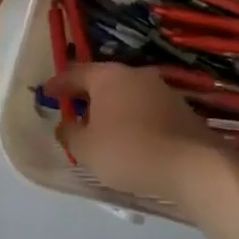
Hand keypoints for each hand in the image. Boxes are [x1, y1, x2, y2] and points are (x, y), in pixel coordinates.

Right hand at [42, 63, 238, 213]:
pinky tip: (130, 138)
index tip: (46, 92)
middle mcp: (135, 74)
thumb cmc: (128, 150)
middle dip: (87, 95)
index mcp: (108, 76)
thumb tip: (66, 125)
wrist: (192, 164)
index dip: (58, 84)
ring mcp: (162, 90)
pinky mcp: (181, 109)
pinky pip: (146, 110)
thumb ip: (70, 133)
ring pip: (127, 94)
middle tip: (73, 109)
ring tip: (101, 128)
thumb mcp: (86, 148)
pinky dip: (133, 119)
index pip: (75, 73)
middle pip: (103, 81)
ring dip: (112, 108)